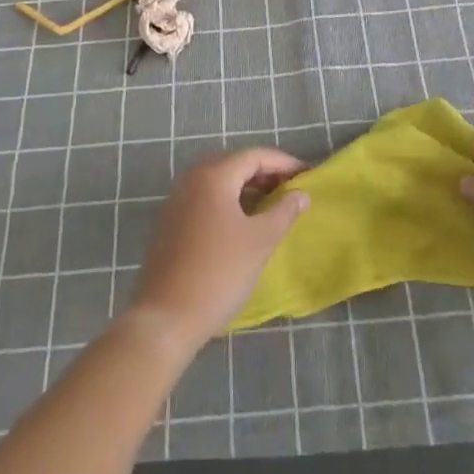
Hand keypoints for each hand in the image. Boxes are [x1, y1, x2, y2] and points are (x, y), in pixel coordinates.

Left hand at [129, 147, 308, 354]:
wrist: (167, 317)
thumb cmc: (219, 272)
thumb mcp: (261, 241)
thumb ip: (284, 212)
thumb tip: (301, 194)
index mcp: (213, 176)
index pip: (254, 156)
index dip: (283, 163)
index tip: (307, 175)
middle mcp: (191, 180)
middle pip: (234, 164)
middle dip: (264, 173)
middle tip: (289, 189)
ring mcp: (176, 201)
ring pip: (218, 182)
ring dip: (245, 188)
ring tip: (270, 206)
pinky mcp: (169, 223)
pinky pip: (205, 199)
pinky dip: (227, 202)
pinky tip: (241, 224)